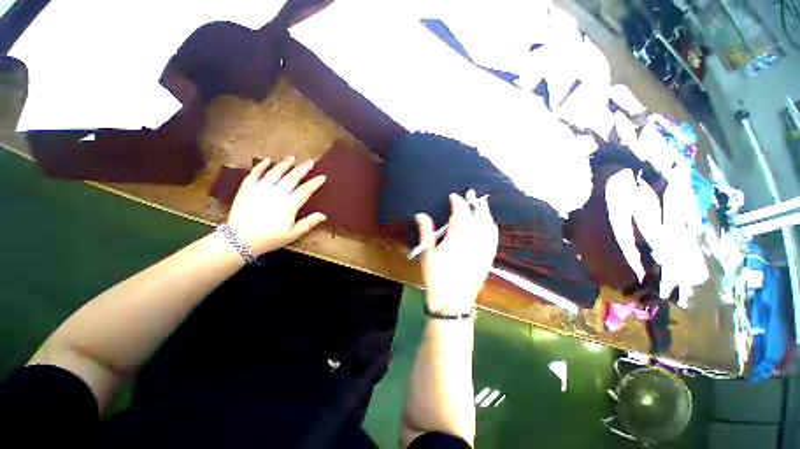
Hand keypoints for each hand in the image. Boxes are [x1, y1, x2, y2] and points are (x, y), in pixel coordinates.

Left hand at [227, 156, 326, 254]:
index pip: (306, 190)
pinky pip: (255, 174)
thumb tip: (324, 215)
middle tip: (310, 162)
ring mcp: (260, 189)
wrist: (239, 240)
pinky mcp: (247, 189)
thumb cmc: (269, 239)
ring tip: (292, 158)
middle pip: (292, 177)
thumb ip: (309, 223)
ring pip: (275, 173)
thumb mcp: (292, 234)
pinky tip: (267, 160)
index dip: (315, 182)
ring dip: (284, 164)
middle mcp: (276, 193)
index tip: (323, 176)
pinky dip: (261, 166)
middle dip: (303, 169)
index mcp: (289, 205)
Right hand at [415, 190, 497, 314]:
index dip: (458, 203)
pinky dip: (492, 227)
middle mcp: (473, 241)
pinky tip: (491, 224)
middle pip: (476, 217)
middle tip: (471, 193)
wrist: (453, 303)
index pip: (460, 214)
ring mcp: (483, 250)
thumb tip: (420, 214)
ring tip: (482, 204)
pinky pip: (494, 238)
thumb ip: (426, 232)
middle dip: (474, 203)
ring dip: (485, 213)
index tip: (454, 196)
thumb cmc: (436, 278)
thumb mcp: (427, 255)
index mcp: (457, 238)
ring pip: (488, 226)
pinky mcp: (488, 258)